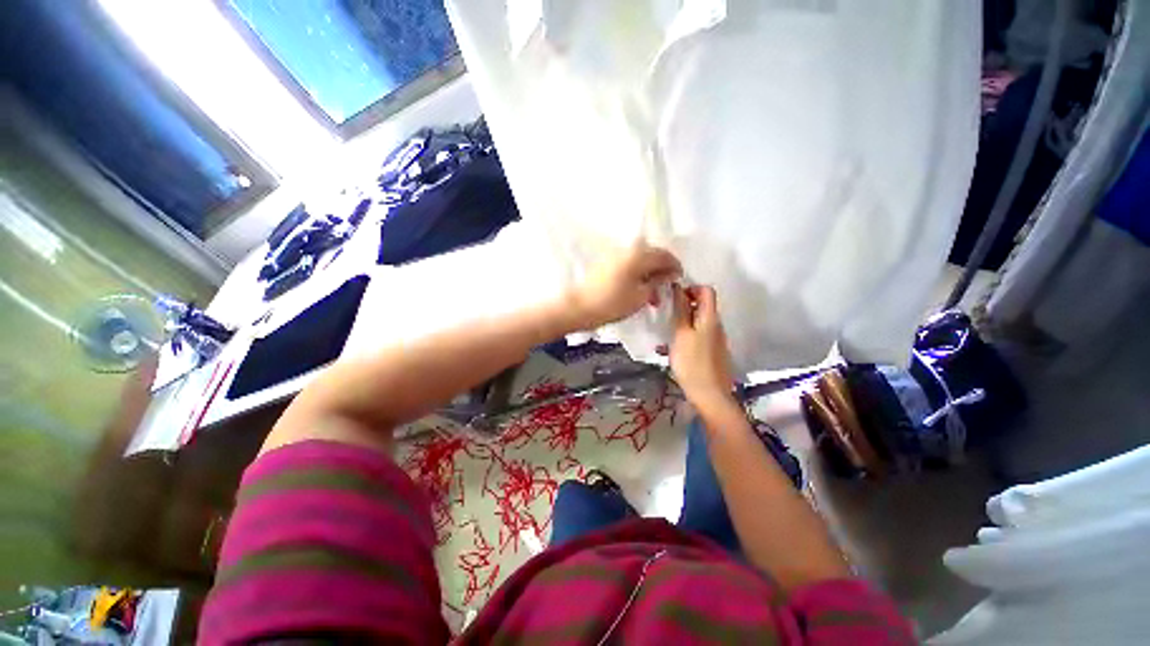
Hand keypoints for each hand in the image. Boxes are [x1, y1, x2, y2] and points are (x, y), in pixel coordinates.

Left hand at [567, 241, 681, 329]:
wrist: (578, 307)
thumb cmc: (612, 303)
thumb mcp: (640, 296)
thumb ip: (658, 282)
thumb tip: (669, 274)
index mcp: (639, 255)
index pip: (665, 254)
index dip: (675, 266)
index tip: (679, 280)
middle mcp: (628, 250)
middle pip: (652, 255)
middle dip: (662, 271)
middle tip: (665, 290)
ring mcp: (615, 255)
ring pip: (640, 262)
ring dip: (649, 276)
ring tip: (652, 297)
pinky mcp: (606, 263)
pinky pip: (629, 265)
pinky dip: (637, 276)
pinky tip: (638, 291)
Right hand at [670, 284, 735, 409]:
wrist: (709, 395)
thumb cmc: (691, 362)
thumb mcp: (681, 334)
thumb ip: (681, 310)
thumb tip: (679, 288)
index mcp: (710, 318)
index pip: (707, 290)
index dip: (691, 288)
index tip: (674, 297)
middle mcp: (717, 325)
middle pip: (703, 306)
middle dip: (685, 306)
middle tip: (667, 315)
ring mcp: (717, 339)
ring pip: (700, 321)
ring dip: (684, 322)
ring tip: (668, 334)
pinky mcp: (714, 352)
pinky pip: (701, 335)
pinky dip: (688, 335)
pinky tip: (676, 349)